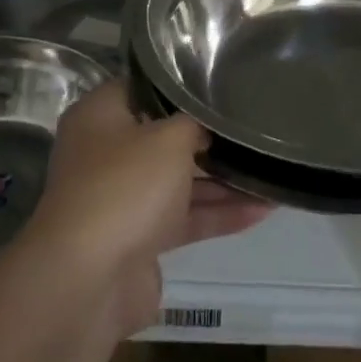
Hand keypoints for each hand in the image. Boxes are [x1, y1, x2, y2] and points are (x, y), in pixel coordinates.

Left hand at [21, 83, 270, 333]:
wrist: (89, 281)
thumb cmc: (126, 187)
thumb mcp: (169, 138)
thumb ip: (196, 122)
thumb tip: (209, 122)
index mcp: (100, 117)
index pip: (143, 87)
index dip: (179, 83)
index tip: (220, 80)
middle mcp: (107, 154)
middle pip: (164, 137)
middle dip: (209, 136)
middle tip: (253, 124)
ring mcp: (123, 199)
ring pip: (179, 181)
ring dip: (223, 179)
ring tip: (271, 168)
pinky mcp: (140, 239)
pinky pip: (185, 218)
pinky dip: (219, 213)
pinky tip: (264, 208)